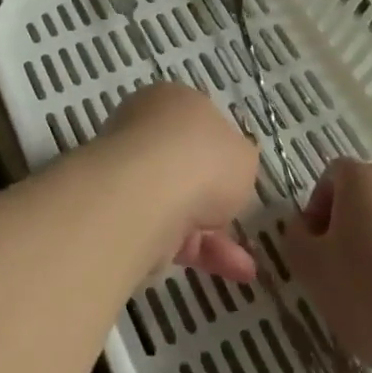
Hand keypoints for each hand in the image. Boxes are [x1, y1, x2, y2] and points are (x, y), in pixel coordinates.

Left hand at [98, 83, 258, 281]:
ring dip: (214, 234)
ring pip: (179, 202)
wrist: (148, 195)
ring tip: (246, 266)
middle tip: (239, 217)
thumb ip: (239, 158)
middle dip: (216, 196)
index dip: (221, 149)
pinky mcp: (125, 212)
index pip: (197, 121)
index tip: (238, 175)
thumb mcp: (243, 154)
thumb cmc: (202, 158)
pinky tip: (234, 272)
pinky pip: (169, 231)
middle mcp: (145, 128)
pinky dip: (201, 252)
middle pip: (186, 164)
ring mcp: (131, 171)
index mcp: (171, 100)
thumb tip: (231, 164)